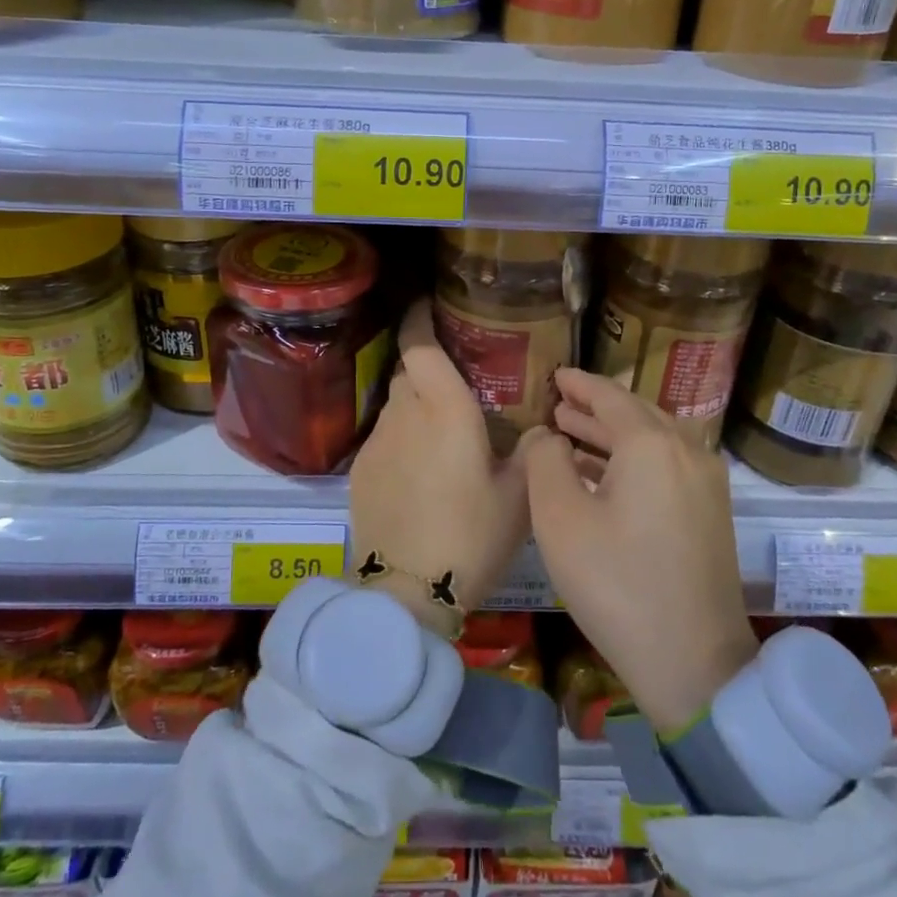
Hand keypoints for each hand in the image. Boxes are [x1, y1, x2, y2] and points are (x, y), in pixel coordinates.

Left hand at [349, 299, 531, 639]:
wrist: (407, 589)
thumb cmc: (471, 536)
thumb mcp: (518, 498)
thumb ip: (531, 454)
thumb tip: (536, 431)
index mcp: (445, 410)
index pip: (421, 346)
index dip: (421, 320)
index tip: (429, 306)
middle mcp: (405, 415)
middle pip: (408, 372)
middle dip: (427, 368)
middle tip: (456, 383)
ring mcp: (376, 443)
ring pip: (395, 405)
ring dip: (415, 406)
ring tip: (442, 433)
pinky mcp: (360, 471)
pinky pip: (384, 437)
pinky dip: (402, 438)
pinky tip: (420, 470)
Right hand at [524, 368, 758, 733]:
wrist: (695, 662)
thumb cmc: (616, 584)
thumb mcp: (559, 519)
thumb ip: (544, 461)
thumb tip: (547, 436)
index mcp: (652, 444)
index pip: (610, 396)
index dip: (580, 384)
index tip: (556, 374)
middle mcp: (687, 451)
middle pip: (636, 414)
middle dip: (595, 408)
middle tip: (559, 404)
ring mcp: (706, 483)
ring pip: (654, 440)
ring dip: (612, 434)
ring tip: (572, 432)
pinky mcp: (711, 513)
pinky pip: (667, 466)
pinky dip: (633, 460)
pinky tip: (603, 475)